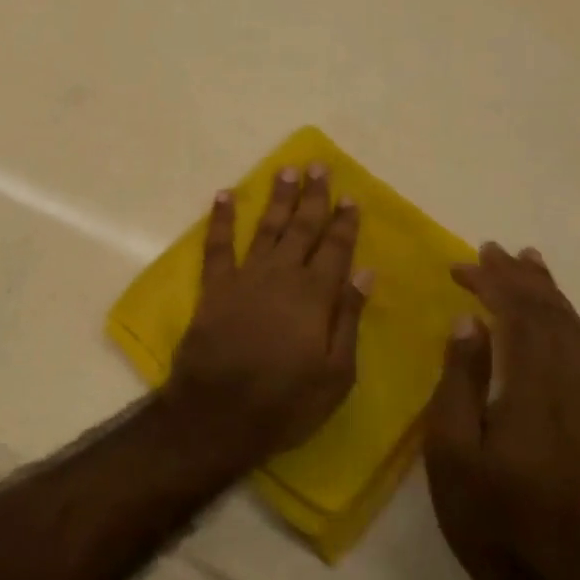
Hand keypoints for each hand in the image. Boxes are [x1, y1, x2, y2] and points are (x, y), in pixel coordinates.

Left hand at [165, 164, 369, 464]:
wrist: (218, 413)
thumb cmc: (286, 402)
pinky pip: (217, 245)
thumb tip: (365, 272)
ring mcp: (245, 278)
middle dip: (312, 197)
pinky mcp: (214, 287)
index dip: (344, 222)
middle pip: (301, 229)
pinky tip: (225, 195)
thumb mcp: (336, 373)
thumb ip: (348, 318)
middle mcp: (281, 276)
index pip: (335, 249)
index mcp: (315, 297)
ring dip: (276, 198)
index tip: (350, 196)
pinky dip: (221, 219)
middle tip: (318, 167)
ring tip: (285, 170)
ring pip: (266, 228)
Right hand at [425, 243, 579, 579]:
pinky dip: (570, 327)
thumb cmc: (488, 520)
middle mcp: (574, 395)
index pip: (520, 319)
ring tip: (530, 266)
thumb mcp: (451, 451)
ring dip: (552, 296)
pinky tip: (555, 322)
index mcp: (533, 396)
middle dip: (524, 279)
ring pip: (579, 337)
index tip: (466, 261)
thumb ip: (461, 380)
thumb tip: (470, 322)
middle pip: (555, 320)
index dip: (495, 283)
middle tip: (495, 250)